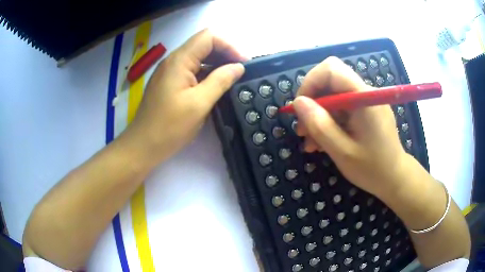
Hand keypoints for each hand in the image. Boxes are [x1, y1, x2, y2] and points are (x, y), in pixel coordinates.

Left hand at [124, 29, 245, 163]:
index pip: (208, 37)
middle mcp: (173, 61)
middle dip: (224, 54)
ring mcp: (169, 72)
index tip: (243, 63)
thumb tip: (238, 67)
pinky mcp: (168, 83)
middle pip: (203, 45)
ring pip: (197, 58)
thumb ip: (220, 81)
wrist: (143, 146)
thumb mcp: (199, 104)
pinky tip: (214, 86)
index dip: (229, 46)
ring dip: (216, 65)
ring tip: (231, 79)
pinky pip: (190, 71)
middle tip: (240, 71)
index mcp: (179, 61)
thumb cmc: (169, 127)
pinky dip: (205, 74)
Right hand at [293, 56, 408, 196]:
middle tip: (303, 131)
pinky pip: (342, 107)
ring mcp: (367, 101)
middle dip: (312, 103)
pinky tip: (324, 142)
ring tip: (311, 143)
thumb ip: (320, 125)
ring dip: (319, 116)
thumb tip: (298, 102)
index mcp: (364, 97)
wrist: (395, 178)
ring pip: (333, 96)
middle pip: (330, 82)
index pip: (331, 69)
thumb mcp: (342, 152)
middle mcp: (366, 92)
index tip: (300, 109)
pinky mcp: (366, 110)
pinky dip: (330, 121)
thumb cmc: (372, 168)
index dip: (310, 82)